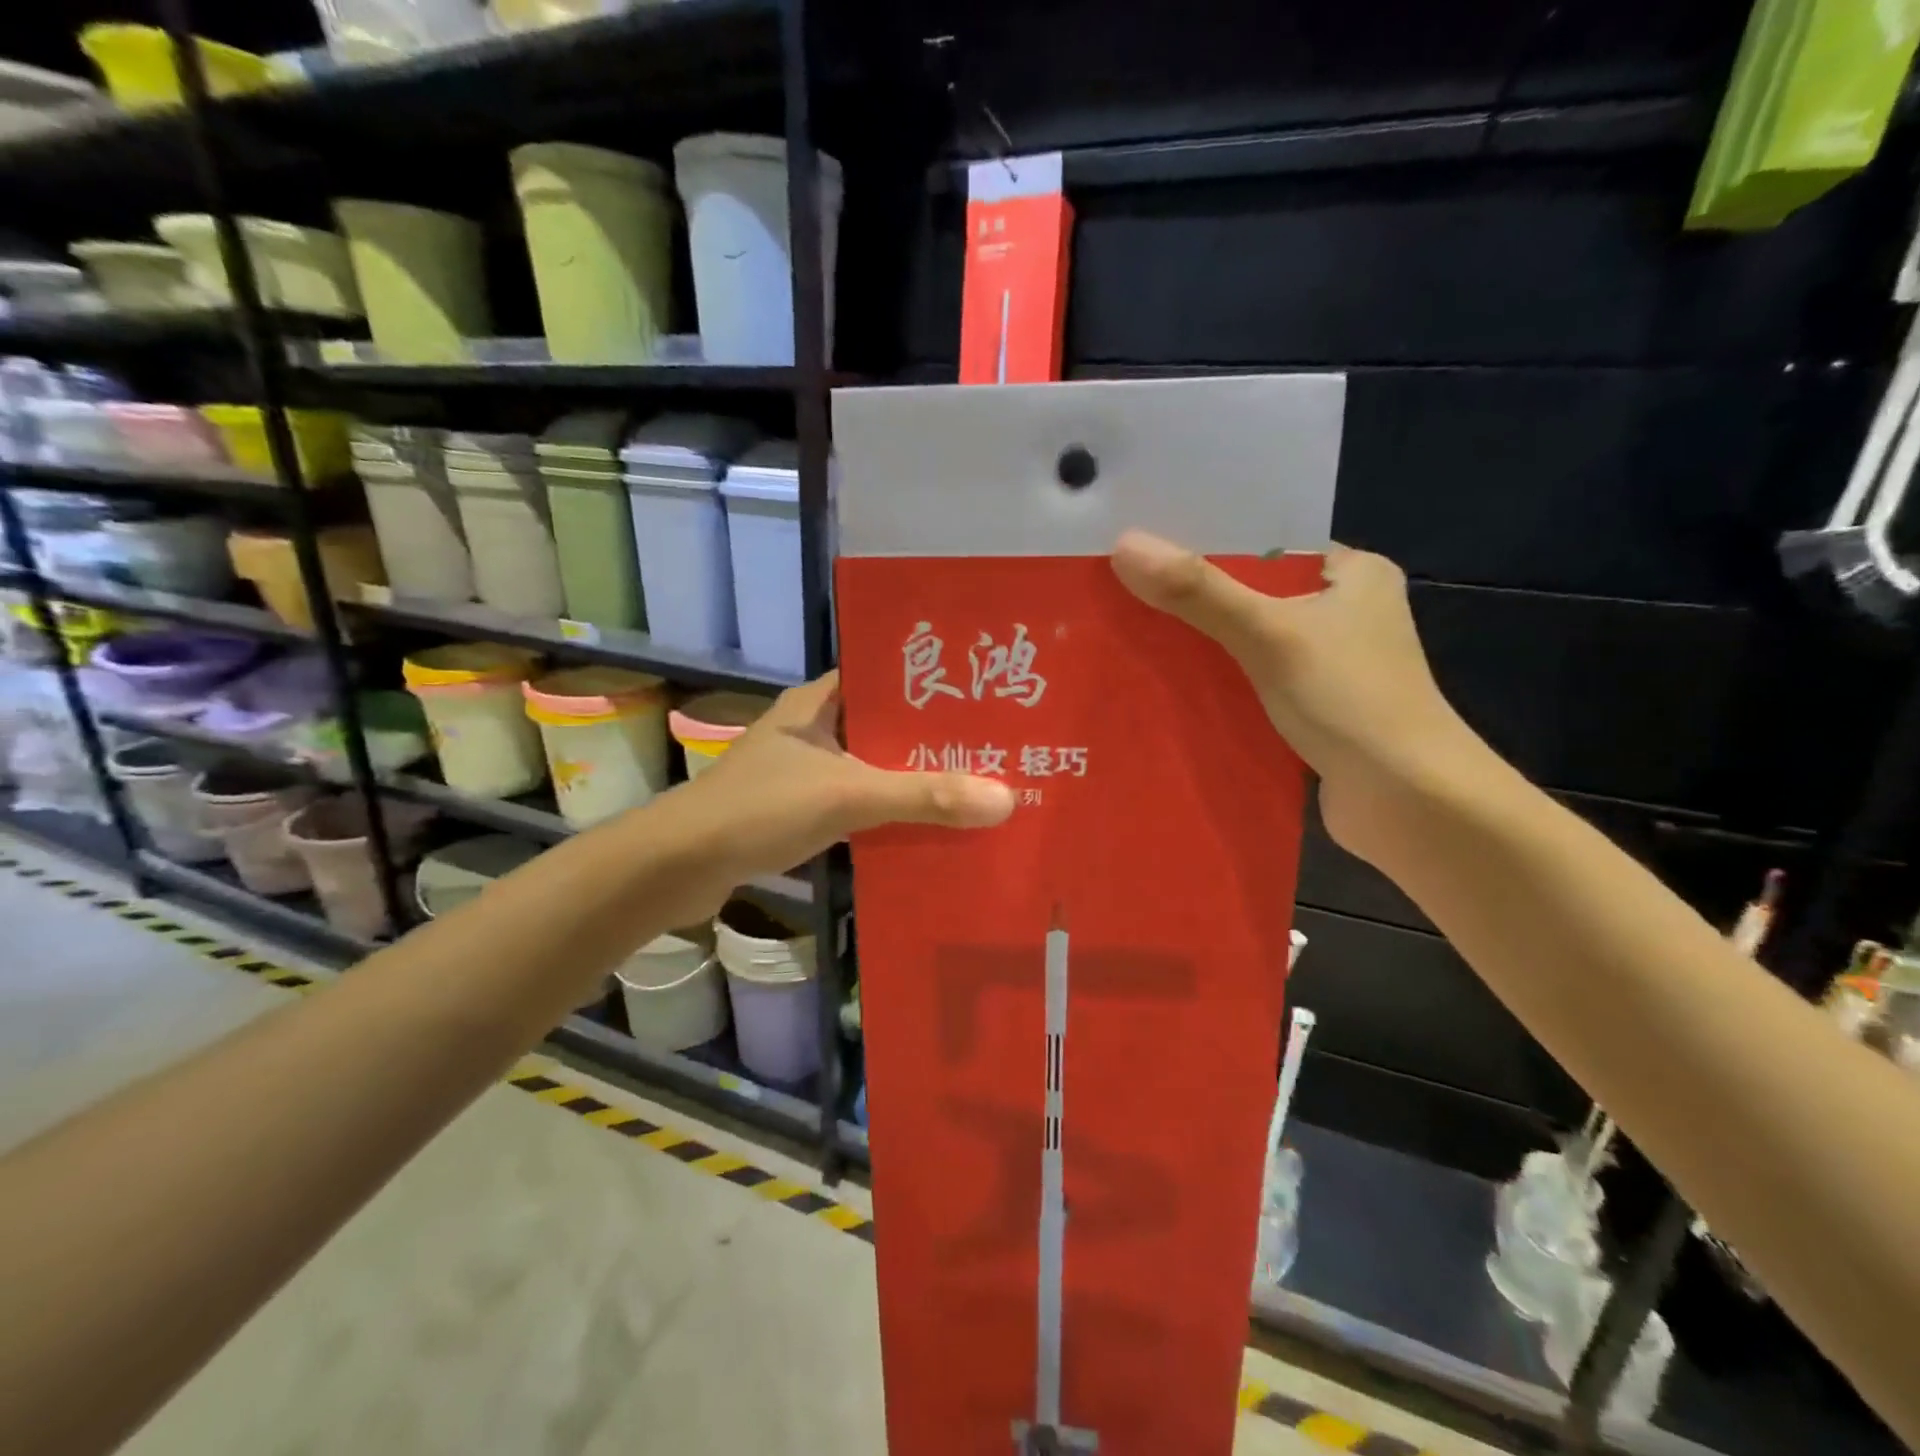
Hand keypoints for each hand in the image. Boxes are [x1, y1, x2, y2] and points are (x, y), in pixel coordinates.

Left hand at [669, 672, 1014, 903]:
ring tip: (972, 784)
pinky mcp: (798, 808)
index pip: (884, 675)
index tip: (982, 694)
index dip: (931, 682)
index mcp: (818, 702)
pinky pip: (856, 801)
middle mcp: (812, 728)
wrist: (679, 866)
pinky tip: (924, 826)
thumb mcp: (848, 796)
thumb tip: (1005, 798)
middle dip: (931, 739)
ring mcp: (803, 770)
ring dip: (911, 778)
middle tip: (992, 746)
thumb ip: (922, 796)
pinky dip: (887, 811)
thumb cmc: (760, 809)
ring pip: (872, 766)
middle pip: (884, 725)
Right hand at [1110, 532, 1485, 860]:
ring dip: (1203, 644)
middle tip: (1126, 591)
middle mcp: (1345, 612)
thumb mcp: (1269, 634)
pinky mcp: (1316, 707)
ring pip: (1250, 640)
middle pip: (1253, 593)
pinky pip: (1254, 681)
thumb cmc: (1350, 699)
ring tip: (1133, 632)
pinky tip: (1170, 684)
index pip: (1268, 543)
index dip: (1206, 542)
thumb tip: (1125, 544)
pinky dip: (1219, 683)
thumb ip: (1198, 591)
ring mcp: (1331, 664)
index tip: (1145, 545)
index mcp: (1353, 574)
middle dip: (1194, 598)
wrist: (1408, 801)